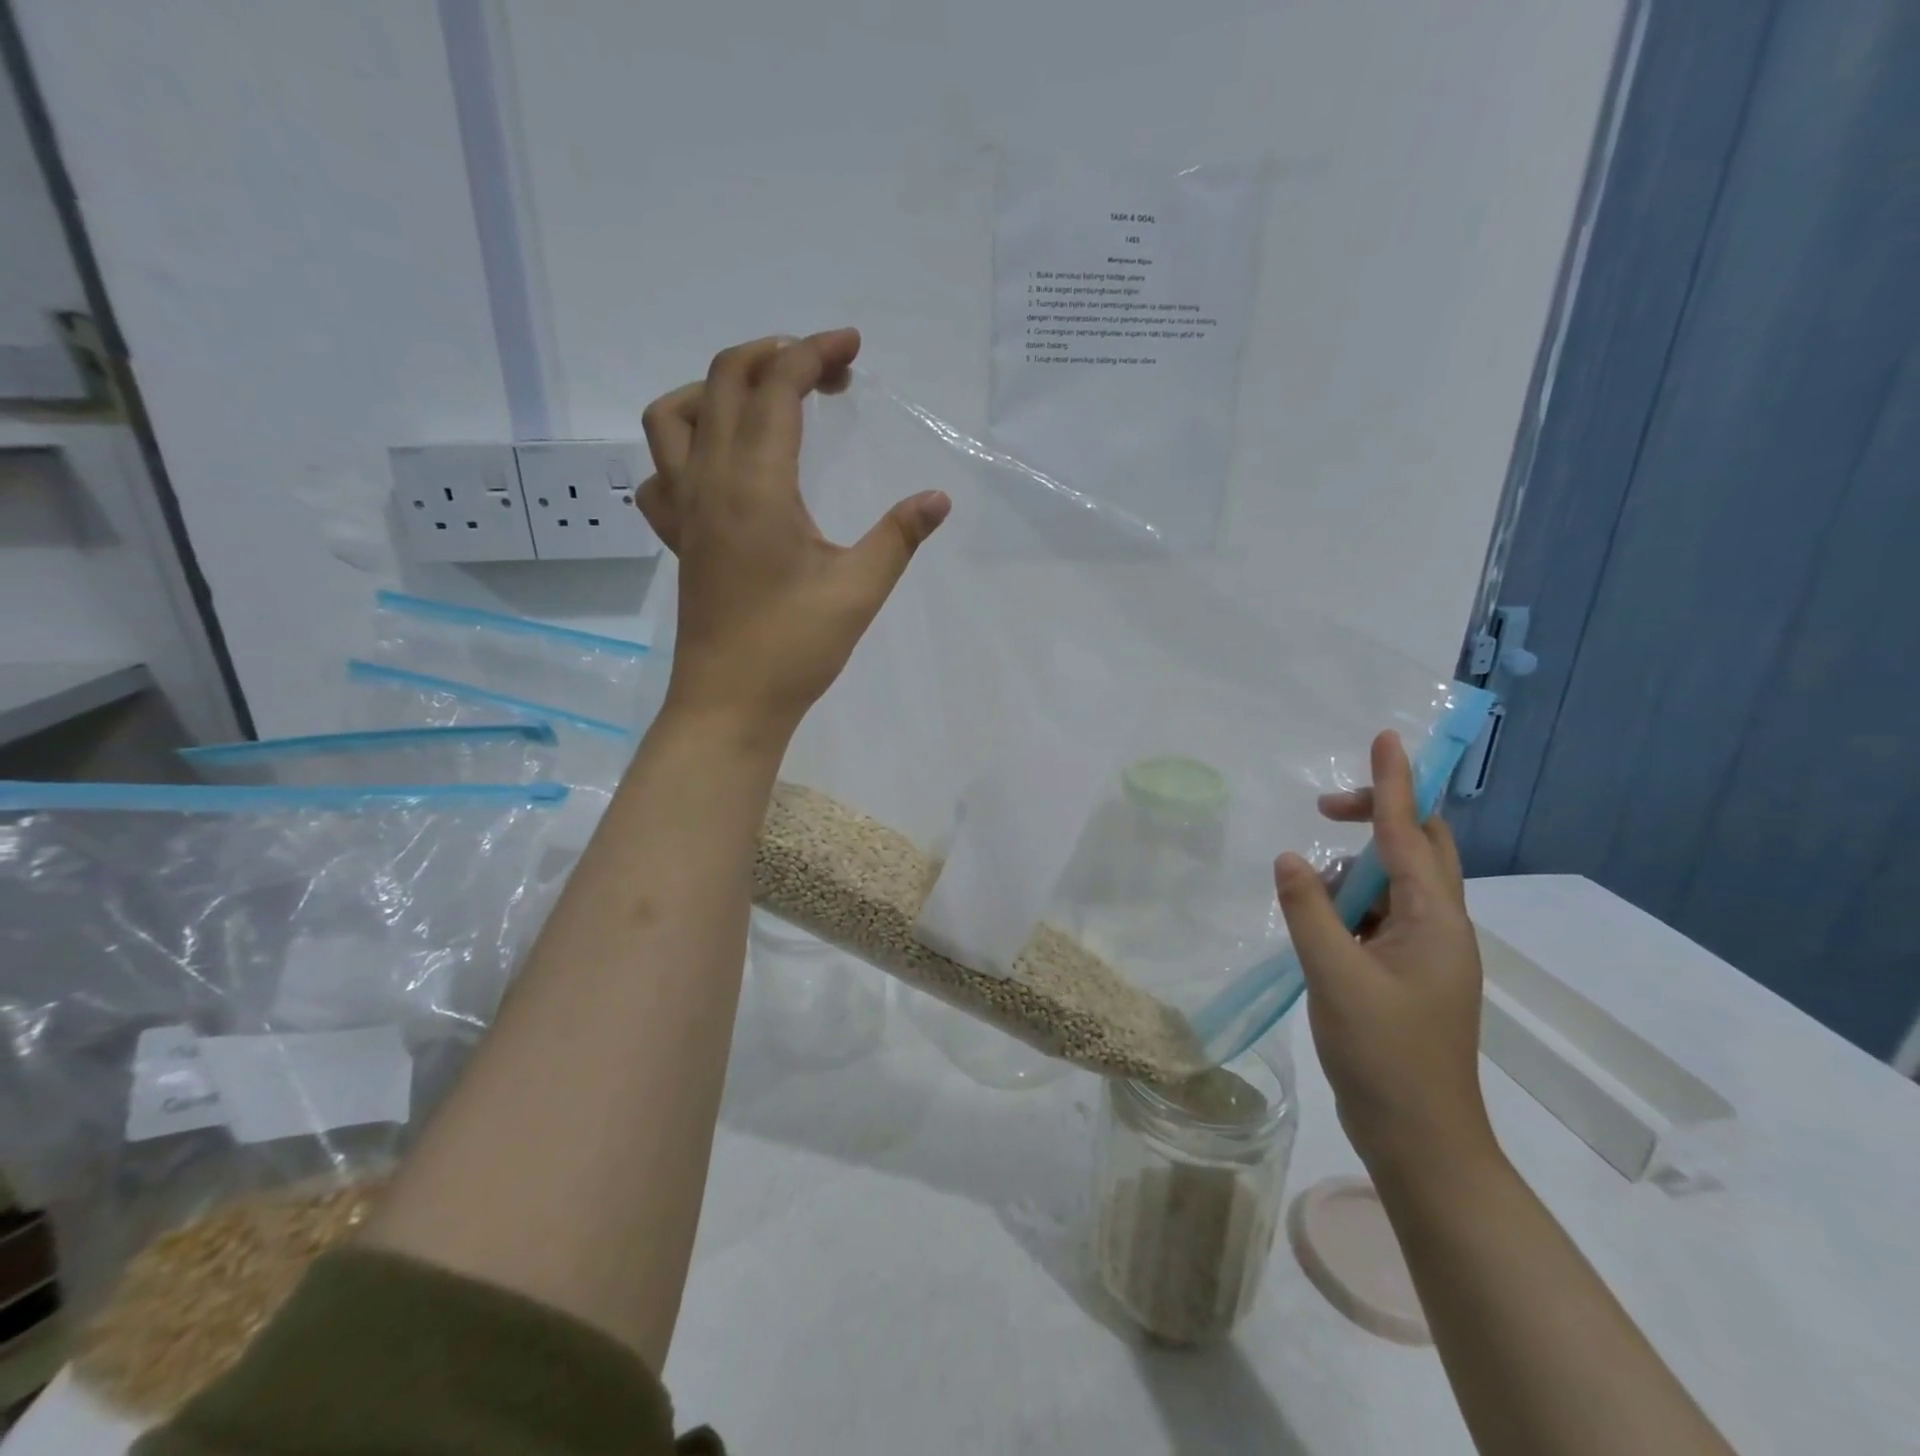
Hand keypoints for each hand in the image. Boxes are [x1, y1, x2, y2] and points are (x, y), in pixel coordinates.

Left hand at [637, 328, 949, 741]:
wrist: (730, 704)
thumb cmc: (795, 648)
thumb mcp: (859, 590)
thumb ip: (899, 536)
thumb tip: (937, 498)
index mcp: (757, 484)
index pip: (777, 387)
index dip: (814, 352)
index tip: (852, 348)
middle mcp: (711, 481)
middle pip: (724, 380)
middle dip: (777, 357)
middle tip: (828, 373)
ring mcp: (685, 509)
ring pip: (673, 415)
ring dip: (715, 388)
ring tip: (763, 402)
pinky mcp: (678, 538)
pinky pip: (659, 472)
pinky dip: (683, 448)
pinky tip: (719, 468)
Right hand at [1273, 731, 1498, 1185]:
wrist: (1419, 1138)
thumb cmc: (1384, 1055)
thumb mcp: (1335, 976)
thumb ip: (1309, 910)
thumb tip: (1290, 857)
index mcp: (1436, 920)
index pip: (1410, 833)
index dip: (1395, 782)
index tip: (1386, 738)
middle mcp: (1440, 927)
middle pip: (1417, 848)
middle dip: (1376, 817)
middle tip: (1324, 810)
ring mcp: (1426, 952)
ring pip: (1393, 885)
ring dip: (1352, 873)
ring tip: (1308, 895)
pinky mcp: (1407, 973)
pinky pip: (1378, 917)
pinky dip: (1348, 907)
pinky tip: (1316, 926)